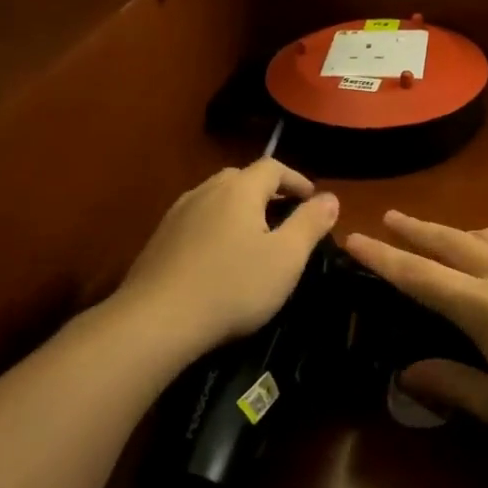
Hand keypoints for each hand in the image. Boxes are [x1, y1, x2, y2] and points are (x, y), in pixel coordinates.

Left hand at [116, 161, 338, 354]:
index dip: (296, 179)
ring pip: (215, 199)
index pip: (273, 167)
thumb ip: (310, 223)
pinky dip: (215, 227)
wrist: (156, 320)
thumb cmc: (232, 286)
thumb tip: (331, 197)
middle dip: (267, 192)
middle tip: (284, 216)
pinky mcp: (159, 239)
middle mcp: (206, 191)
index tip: (312, 199)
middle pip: (241, 178)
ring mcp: (177, 214)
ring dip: (238, 209)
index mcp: (239, 189)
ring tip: (253, 236)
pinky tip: (218, 256)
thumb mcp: (286, 258)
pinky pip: (196, 220)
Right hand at [344, 213, 487, 470]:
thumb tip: (408, 373)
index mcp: (485, 307)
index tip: (354, 237)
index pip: (420, 276)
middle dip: (418, 230)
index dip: (383, 258)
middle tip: (391, 216)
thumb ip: (455, 386)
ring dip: (457, 232)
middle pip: (453, 243)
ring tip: (443, 233)